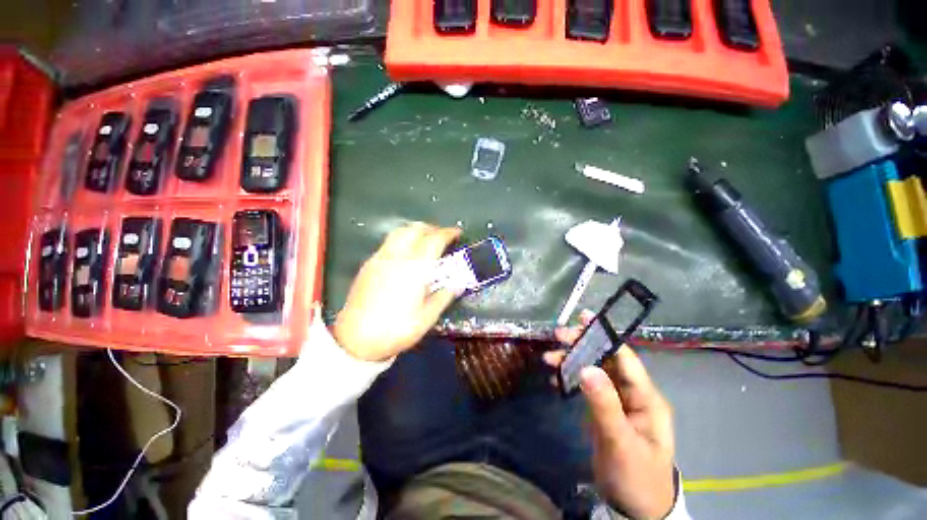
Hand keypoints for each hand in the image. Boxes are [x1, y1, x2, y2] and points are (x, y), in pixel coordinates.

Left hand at [333, 222, 461, 361]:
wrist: (355, 340)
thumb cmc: (395, 330)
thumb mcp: (427, 318)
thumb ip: (444, 297)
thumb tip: (457, 284)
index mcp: (414, 269)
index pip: (434, 240)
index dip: (448, 233)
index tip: (457, 233)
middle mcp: (396, 257)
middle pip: (415, 229)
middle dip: (432, 228)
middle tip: (442, 237)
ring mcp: (380, 258)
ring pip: (400, 232)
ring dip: (416, 231)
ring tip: (425, 241)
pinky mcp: (369, 264)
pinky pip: (389, 242)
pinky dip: (403, 240)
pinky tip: (406, 255)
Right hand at [544, 311, 675, 518]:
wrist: (636, 509)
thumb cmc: (635, 477)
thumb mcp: (620, 442)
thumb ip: (605, 405)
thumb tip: (586, 367)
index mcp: (645, 397)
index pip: (625, 357)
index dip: (605, 335)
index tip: (583, 318)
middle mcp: (632, 393)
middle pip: (605, 359)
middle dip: (582, 345)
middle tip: (557, 336)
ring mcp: (618, 401)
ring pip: (593, 370)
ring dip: (572, 361)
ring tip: (549, 358)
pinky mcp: (605, 409)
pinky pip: (587, 385)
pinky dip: (571, 378)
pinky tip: (555, 377)